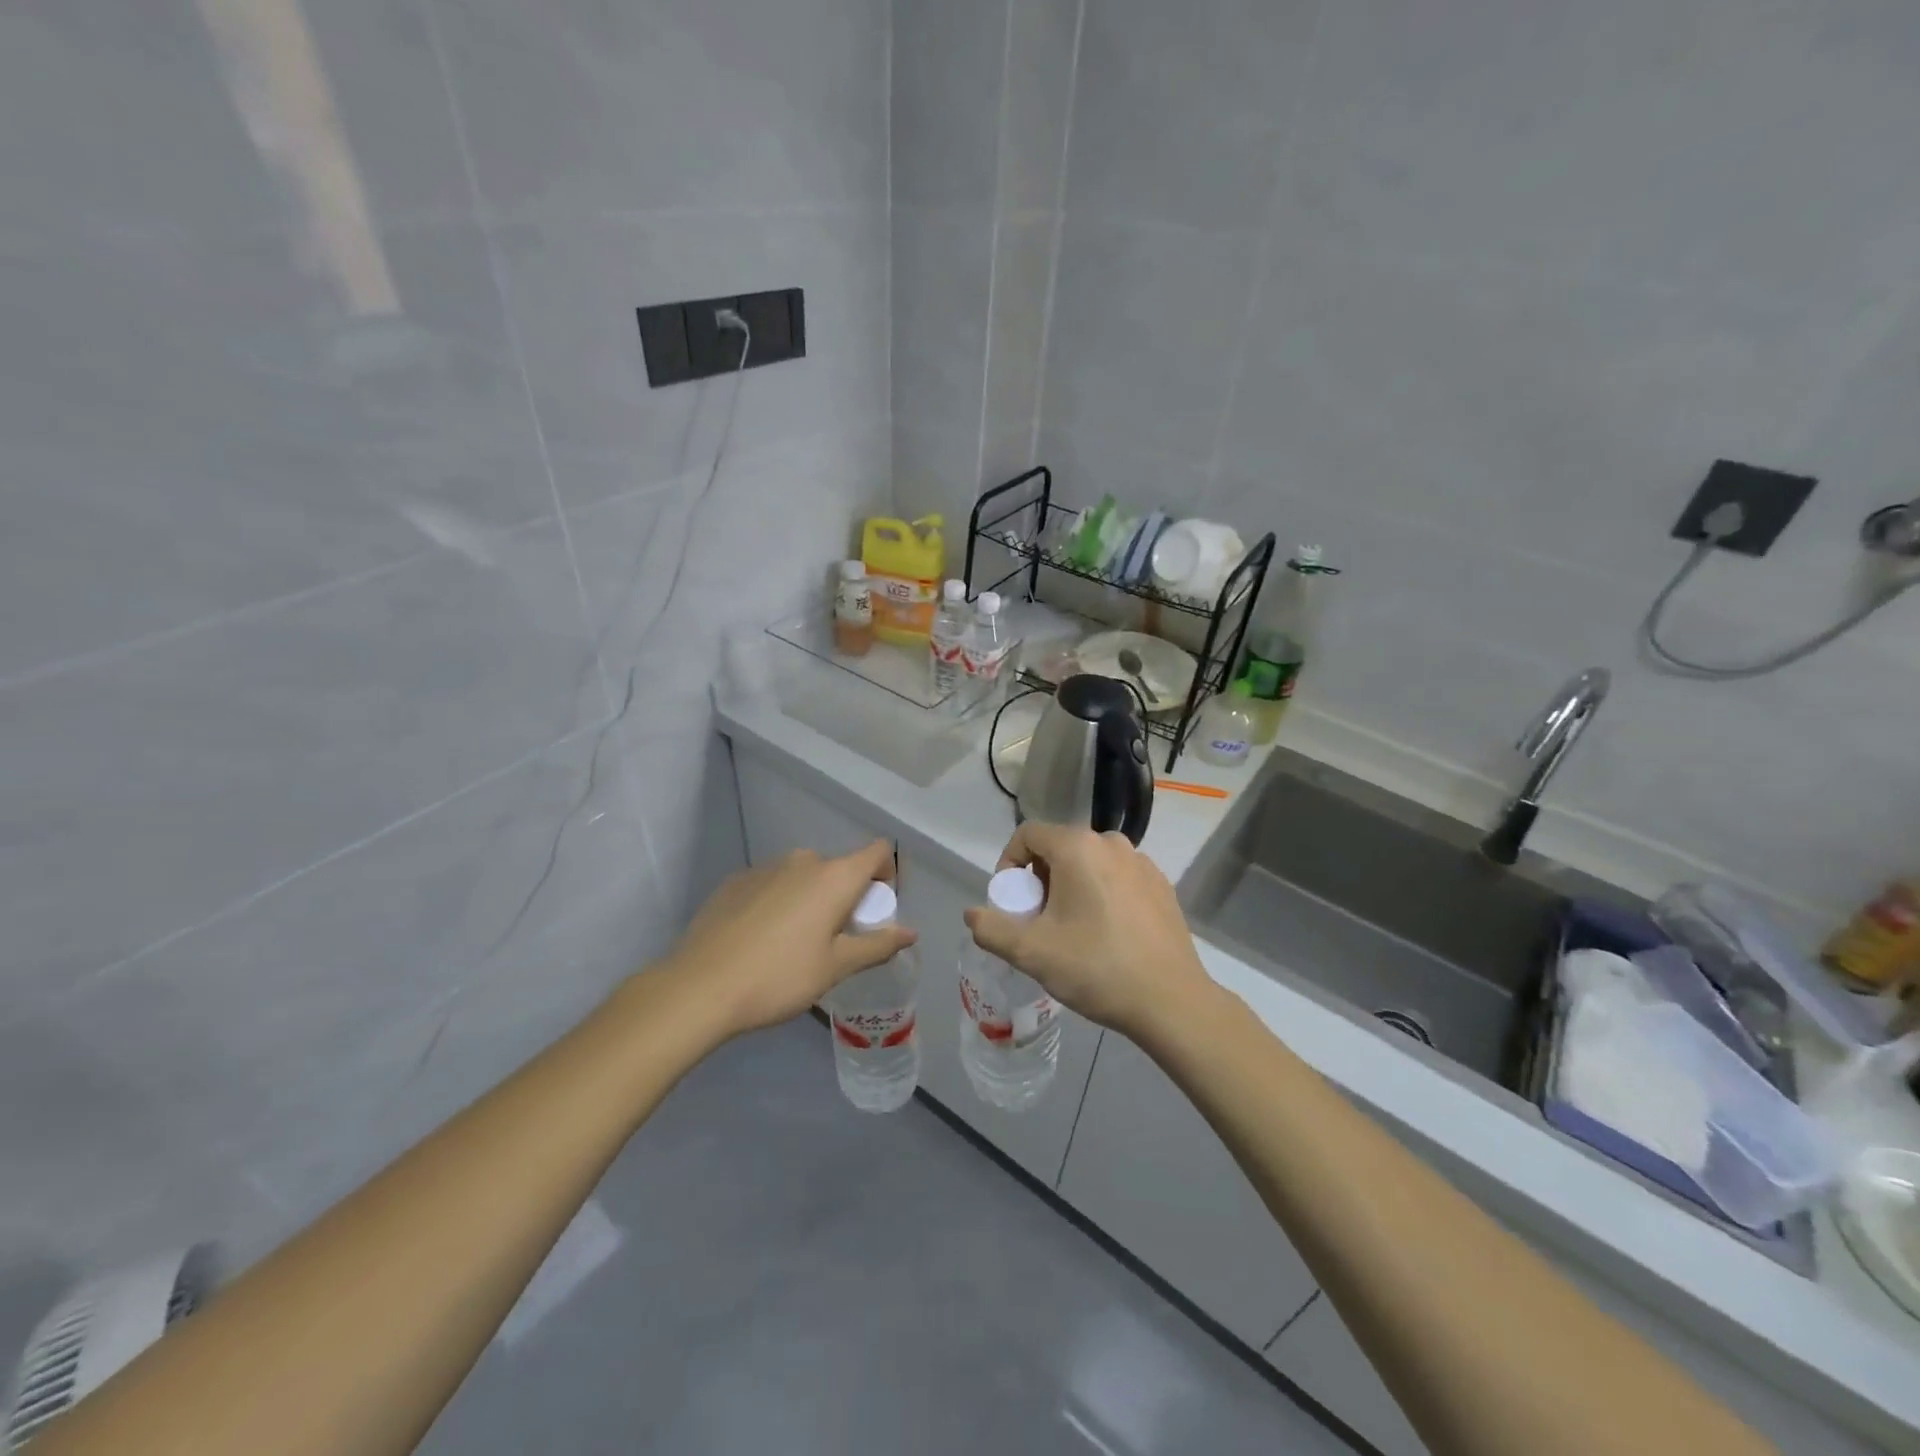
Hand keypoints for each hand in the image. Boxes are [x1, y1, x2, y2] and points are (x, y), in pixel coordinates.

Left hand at [664, 841, 916, 1036]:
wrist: (699, 987)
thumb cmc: (780, 977)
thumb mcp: (835, 967)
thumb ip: (877, 945)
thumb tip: (911, 932)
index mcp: (834, 876)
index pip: (878, 851)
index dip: (887, 874)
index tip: (876, 911)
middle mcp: (803, 860)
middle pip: (839, 867)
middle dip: (846, 896)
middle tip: (835, 939)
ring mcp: (765, 867)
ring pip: (803, 876)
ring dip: (810, 899)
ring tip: (794, 943)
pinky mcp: (735, 881)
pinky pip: (772, 884)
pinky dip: (778, 903)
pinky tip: (760, 940)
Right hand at [963, 823, 1213, 1039]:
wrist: (1171, 1001)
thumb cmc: (1096, 968)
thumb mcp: (1032, 952)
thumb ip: (992, 929)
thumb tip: (972, 914)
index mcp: (1078, 847)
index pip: (1027, 834)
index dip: (1009, 864)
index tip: (1011, 903)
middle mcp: (1111, 842)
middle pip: (1058, 848)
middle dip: (1039, 879)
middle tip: (1038, 921)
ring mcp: (1141, 862)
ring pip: (1089, 863)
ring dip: (1070, 887)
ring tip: (1071, 930)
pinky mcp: (1161, 884)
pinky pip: (1116, 877)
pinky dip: (1100, 894)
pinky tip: (1106, 934)